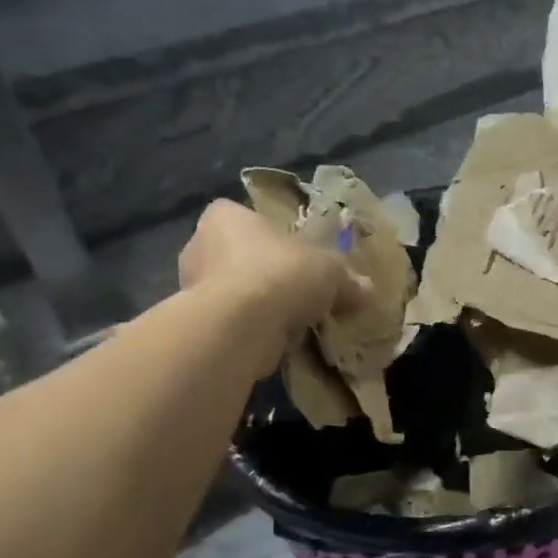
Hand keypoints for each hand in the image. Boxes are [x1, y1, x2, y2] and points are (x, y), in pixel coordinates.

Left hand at [178, 199, 366, 338]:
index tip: (293, 252)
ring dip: (257, 304)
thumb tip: (367, 289)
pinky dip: (251, 330)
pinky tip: (278, 340)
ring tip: (293, 319)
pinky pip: (230, 322)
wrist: (240, 326)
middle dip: (263, 272)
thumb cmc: (281, 274)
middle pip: (236, 255)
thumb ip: (347, 279)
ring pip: (233, 291)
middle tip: (297, 288)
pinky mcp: (196, 325)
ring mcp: (190, 288)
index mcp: (225, 217)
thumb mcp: (330, 270)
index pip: (242, 216)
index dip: (269, 233)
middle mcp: (198, 246)